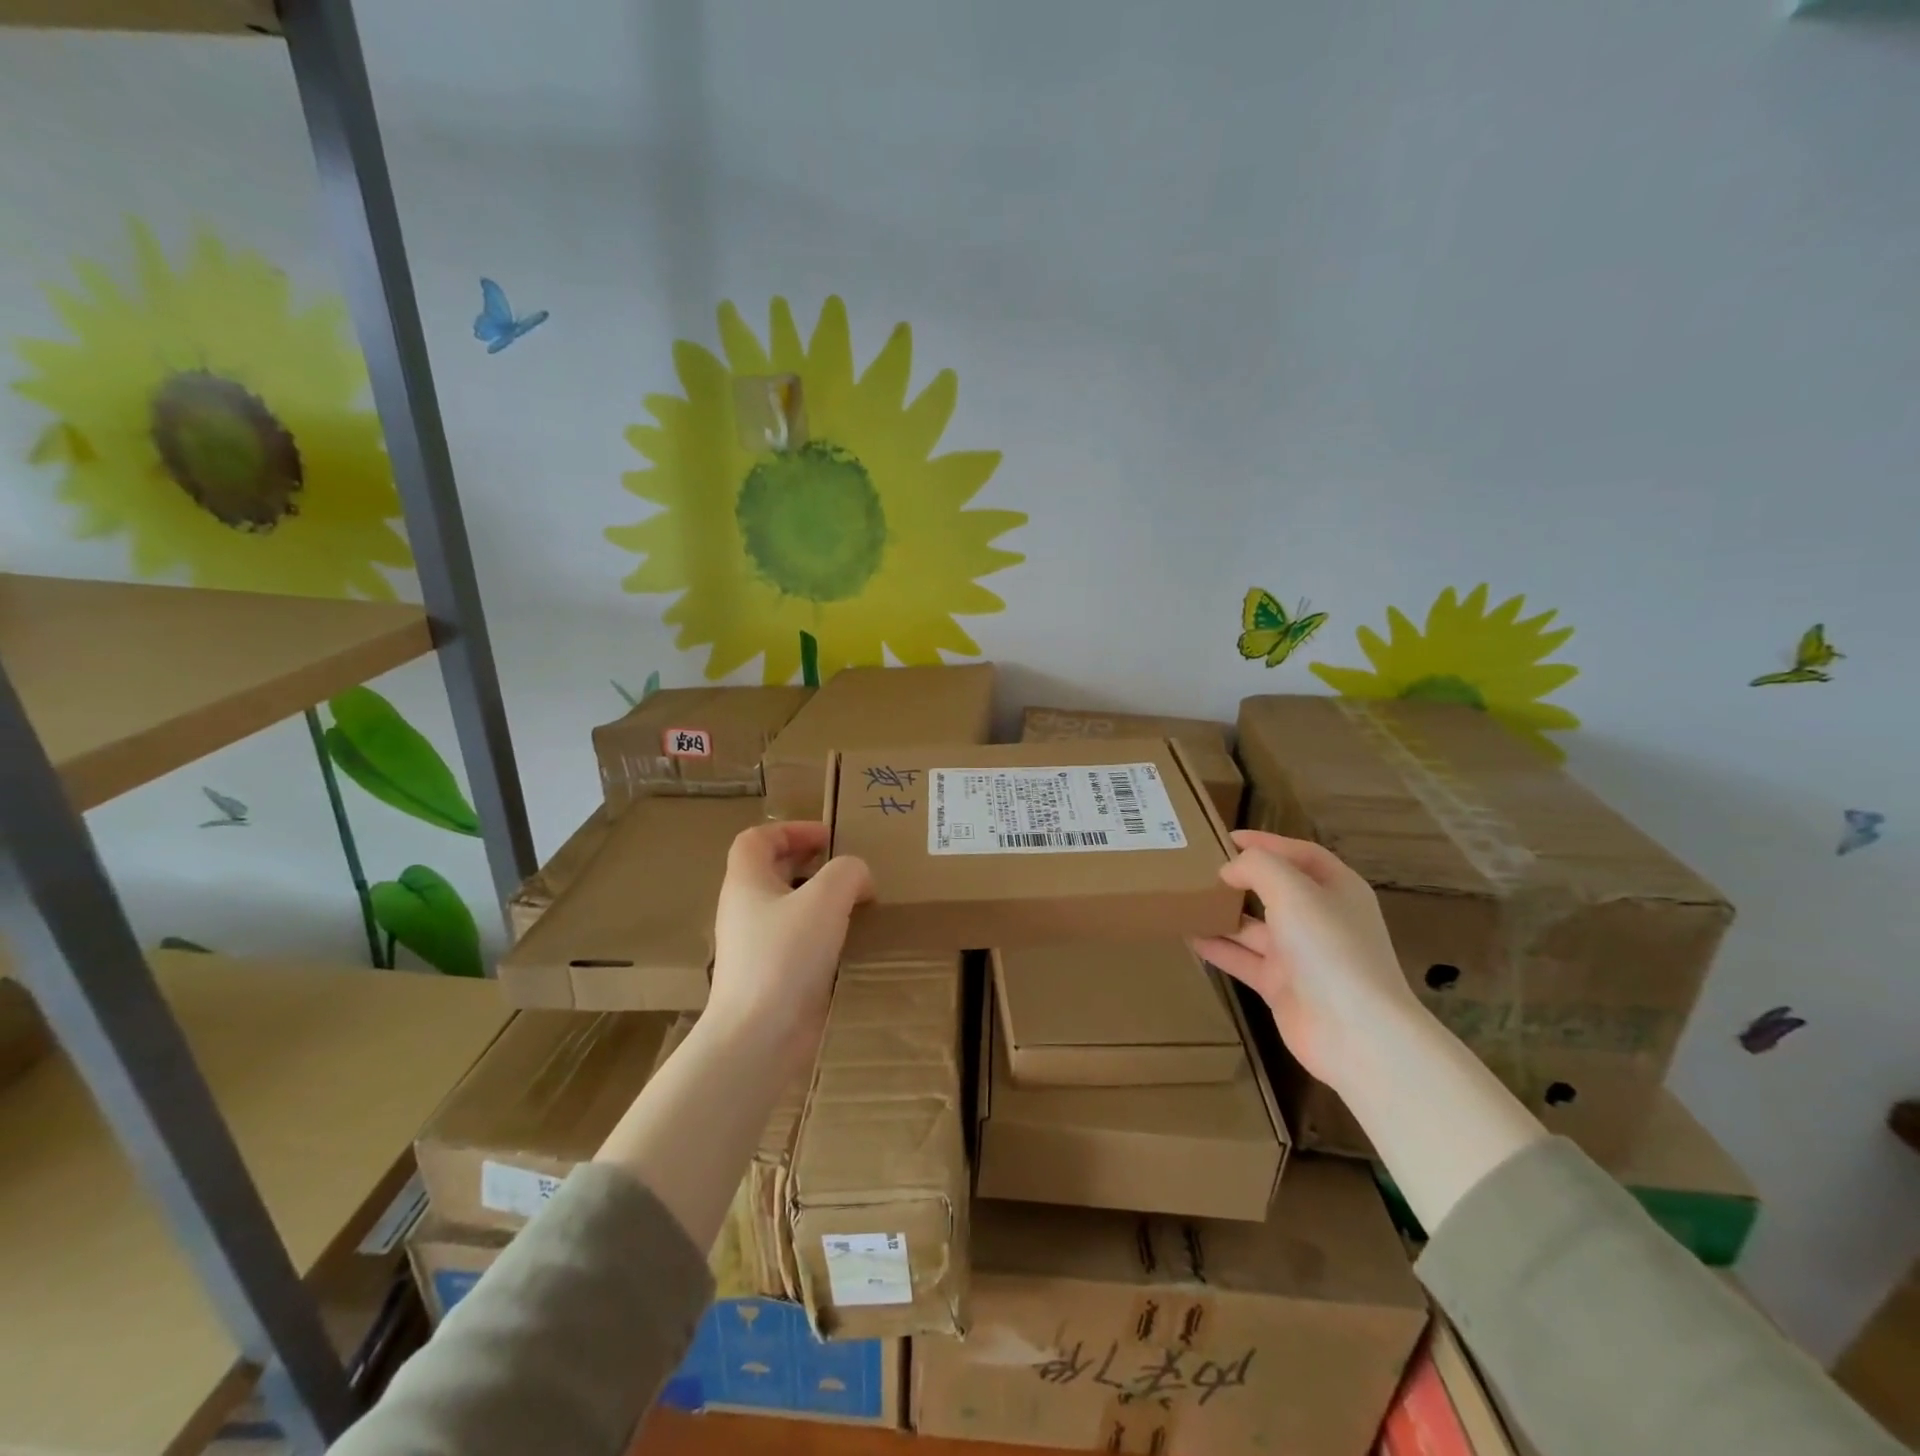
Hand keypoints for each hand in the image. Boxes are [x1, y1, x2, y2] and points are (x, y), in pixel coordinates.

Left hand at [704, 822, 872, 1075]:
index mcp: (746, 883)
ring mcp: (754, 948)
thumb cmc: (785, 957)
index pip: (756, 840)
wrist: (758, 1037)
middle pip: (771, 872)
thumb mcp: (825, 899)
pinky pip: (796, 943)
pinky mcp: (770, 978)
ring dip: (819, 901)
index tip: (828, 838)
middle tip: (847, 869)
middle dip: (809, 864)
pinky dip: (821, 935)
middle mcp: (744, 911)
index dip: (791, 829)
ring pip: (786, 909)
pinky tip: (849, 944)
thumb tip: (859, 878)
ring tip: (856, 904)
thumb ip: (847, 873)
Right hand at [1191, 829, 1420, 1093]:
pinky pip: (1244, 959)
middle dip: (1241, 878)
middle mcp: (1320, 919)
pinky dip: (1219, 948)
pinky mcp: (1282, 986)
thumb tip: (1229, 869)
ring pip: (1255, 927)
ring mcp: (1301, 955)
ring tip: (1185, 900)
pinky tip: (1189, 936)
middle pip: (1276, 889)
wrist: (1355, 1032)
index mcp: (1337, 889)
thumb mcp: (1292, 890)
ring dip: (1223, 914)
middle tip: (1199, 868)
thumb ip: (1257, 867)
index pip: (1300, 853)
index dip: (1266, 842)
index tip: (1225, 838)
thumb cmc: (1328, 947)